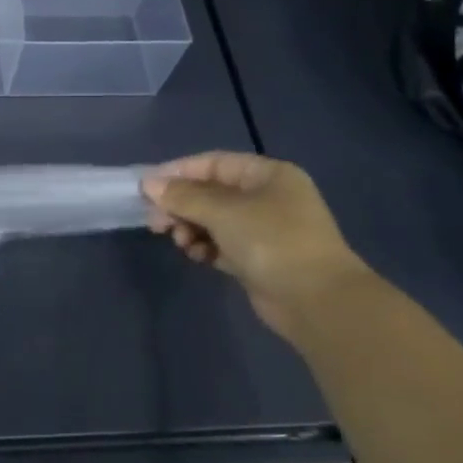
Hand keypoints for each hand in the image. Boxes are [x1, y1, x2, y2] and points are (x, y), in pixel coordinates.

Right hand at [141, 151, 369, 338]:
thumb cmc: (271, 241)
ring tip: (179, 241)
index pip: (214, 163)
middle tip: (155, 222)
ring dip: (190, 227)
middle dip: (181, 205)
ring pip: (214, 220)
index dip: (178, 172)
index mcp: (267, 175)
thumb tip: (149, 184)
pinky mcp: (258, 258)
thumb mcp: (223, 212)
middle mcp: (267, 197)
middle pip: (211, 193)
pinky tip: (197, 256)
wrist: (315, 299)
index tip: (146, 187)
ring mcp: (264, 230)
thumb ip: (183, 197)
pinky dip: (205, 247)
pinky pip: (221, 244)